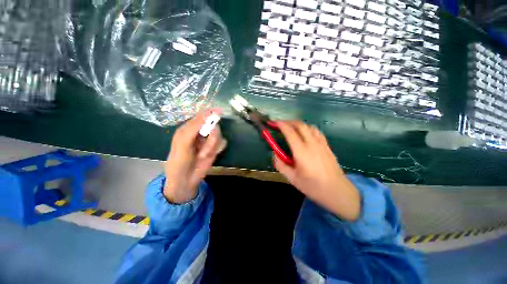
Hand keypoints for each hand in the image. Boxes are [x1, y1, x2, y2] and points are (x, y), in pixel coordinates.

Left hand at [164, 109, 226, 203]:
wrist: (185, 180)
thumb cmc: (179, 160)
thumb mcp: (183, 142)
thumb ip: (195, 127)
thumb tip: (208, 113)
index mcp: (189, 128)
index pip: (202, 116)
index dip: (210, 113)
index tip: (219, 112)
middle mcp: (200, 132)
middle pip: (213, 126)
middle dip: (212, 136)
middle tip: (206, 147)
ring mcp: (208, 140)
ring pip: (218, 135)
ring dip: (213, 145)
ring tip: (204, 155)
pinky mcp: (215, 148)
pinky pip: (222, 143)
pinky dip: (217, 148)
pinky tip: (210, 155)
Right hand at [273, 121, 360, 220]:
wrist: (337, 191)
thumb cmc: (313, 186)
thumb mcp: (292, 178)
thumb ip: (280, 164)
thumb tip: (274, 153)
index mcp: (301, 152)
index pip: (290, 132)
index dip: (281, 125)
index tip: (274, 122)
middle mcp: (312, 144)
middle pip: (300, 125)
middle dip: (289, 122)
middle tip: (281, 124)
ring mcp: (321, 143)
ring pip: (309, 126)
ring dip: (298, 124)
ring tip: (292, 128)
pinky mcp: (327, 146)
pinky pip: (316, 131)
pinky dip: (308, 129)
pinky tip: (305, 134)